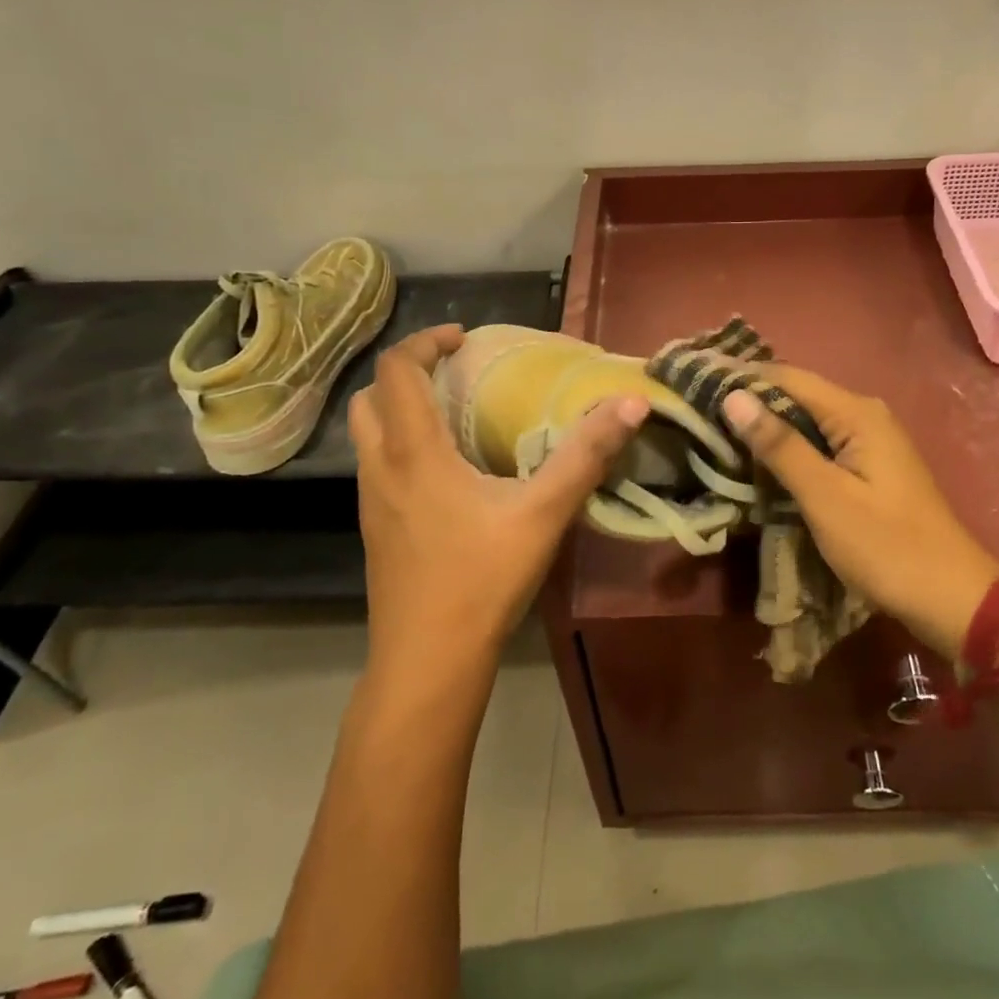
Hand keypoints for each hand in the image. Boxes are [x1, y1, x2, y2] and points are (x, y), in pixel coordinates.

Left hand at [350, 326, 648, 684]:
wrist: (427, 660)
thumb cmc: (482, 580)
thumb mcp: (544, 513)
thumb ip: (586, 455)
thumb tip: (630, 404)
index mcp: (414, 452)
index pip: (397, 370)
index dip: (426, 341)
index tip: (465, 338)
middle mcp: (381, 468)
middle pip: (372, 397)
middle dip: (408, 372)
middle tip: (455, 373)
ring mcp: (371, 502)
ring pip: (369, 434)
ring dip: (402, 409)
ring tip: (453, 416)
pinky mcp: (376, 529)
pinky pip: (379, 465)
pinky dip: (402, 445)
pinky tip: (448, 474)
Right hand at [722, 368, 998, 662]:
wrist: (951, 598)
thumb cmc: (886, 546)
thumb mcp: (825, 496)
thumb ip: (779, 445)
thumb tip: (734, 396)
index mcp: (857, 413)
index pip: (788, 377)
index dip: (742, 378)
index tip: (695, 385)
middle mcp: (865, 415)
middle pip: (798, 396)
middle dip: (751, 404)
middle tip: (698, 414)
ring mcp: (871, 442)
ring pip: (807, 423)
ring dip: (767, 430)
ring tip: (717, 435)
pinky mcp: (870, 468)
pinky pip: (821, 446)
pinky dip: (789, 451)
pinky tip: (760, 464)